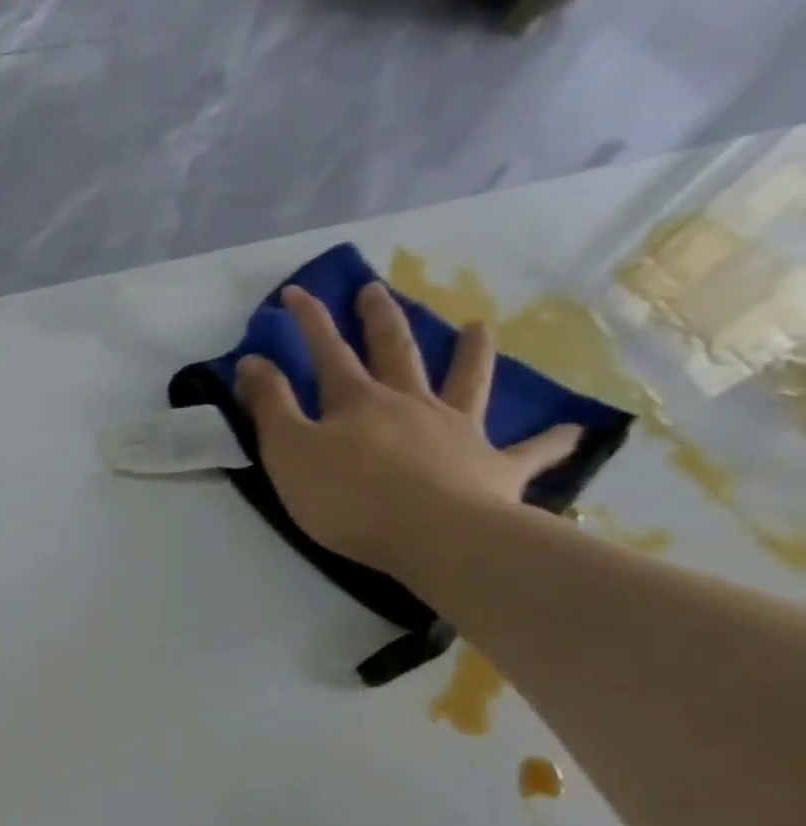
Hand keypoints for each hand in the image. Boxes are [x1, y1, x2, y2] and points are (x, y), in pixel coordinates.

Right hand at [235, 281, 581, 580]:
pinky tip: (572, 431)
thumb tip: (253, 360)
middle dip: (379, 320)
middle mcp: (410, 403)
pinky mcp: (494, 468)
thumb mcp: (289, 451)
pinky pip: (529, 451)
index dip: (309, 322)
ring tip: (478, 327)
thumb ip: (271, 406)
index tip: (295, 293)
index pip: (327, 351)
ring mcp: (457, 431)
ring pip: (466, 381)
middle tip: (374, 291)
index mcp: (357, 402)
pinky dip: (550, 441)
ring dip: (471, 353)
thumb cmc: (347, 496)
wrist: (433, 534)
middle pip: (394, 352)